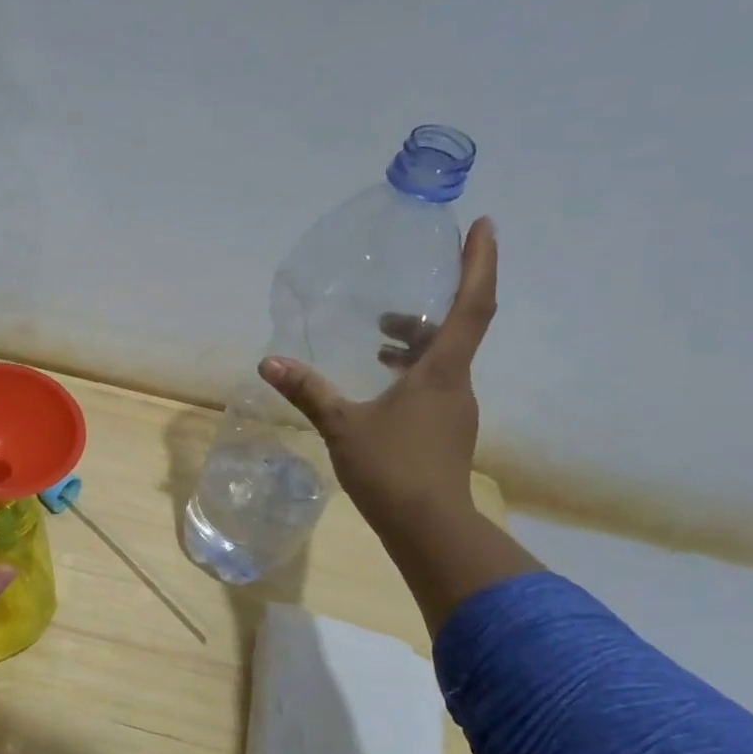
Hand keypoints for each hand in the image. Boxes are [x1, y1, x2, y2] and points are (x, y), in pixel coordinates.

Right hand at [259, 216, 498, 533]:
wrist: (429, 528)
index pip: (472, 305)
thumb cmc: (392, 469)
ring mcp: (455, 411)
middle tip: (396, 299)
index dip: (480, 263)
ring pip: (443, 362)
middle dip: (432, 307)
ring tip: (379, 342)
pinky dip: (412, 374)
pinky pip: (435, 386)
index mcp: (441, 372)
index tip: (483, 225)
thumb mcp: (341, 426)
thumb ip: (308, 392)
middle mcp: (457, 385)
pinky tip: (381, 388)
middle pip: (456, 331)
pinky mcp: (446, 433)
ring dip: (416, 344)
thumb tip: (268, 363)